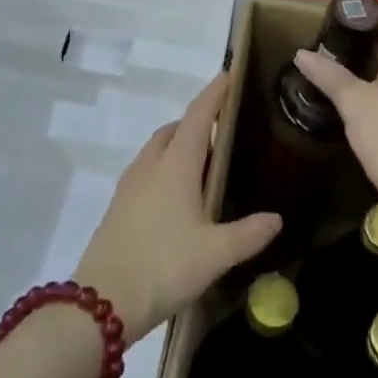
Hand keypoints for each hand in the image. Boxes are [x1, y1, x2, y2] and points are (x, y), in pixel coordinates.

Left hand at [76, 74, 280, 343]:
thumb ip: (248, 233)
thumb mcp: (215, 254)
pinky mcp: (119, 205)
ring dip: (179, 143)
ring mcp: (130, 184)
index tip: (228, 75)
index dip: (214, 94)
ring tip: (204, 162)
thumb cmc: (163, 266)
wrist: (101, 302)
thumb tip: (276, 218)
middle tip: (223, 130)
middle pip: (175, 129)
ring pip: (158, 149)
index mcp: (176, 164)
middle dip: (197, 121)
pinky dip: (166, 166)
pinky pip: (147, 169)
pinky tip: (178, 195)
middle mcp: (151, 165)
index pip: (198, 117)